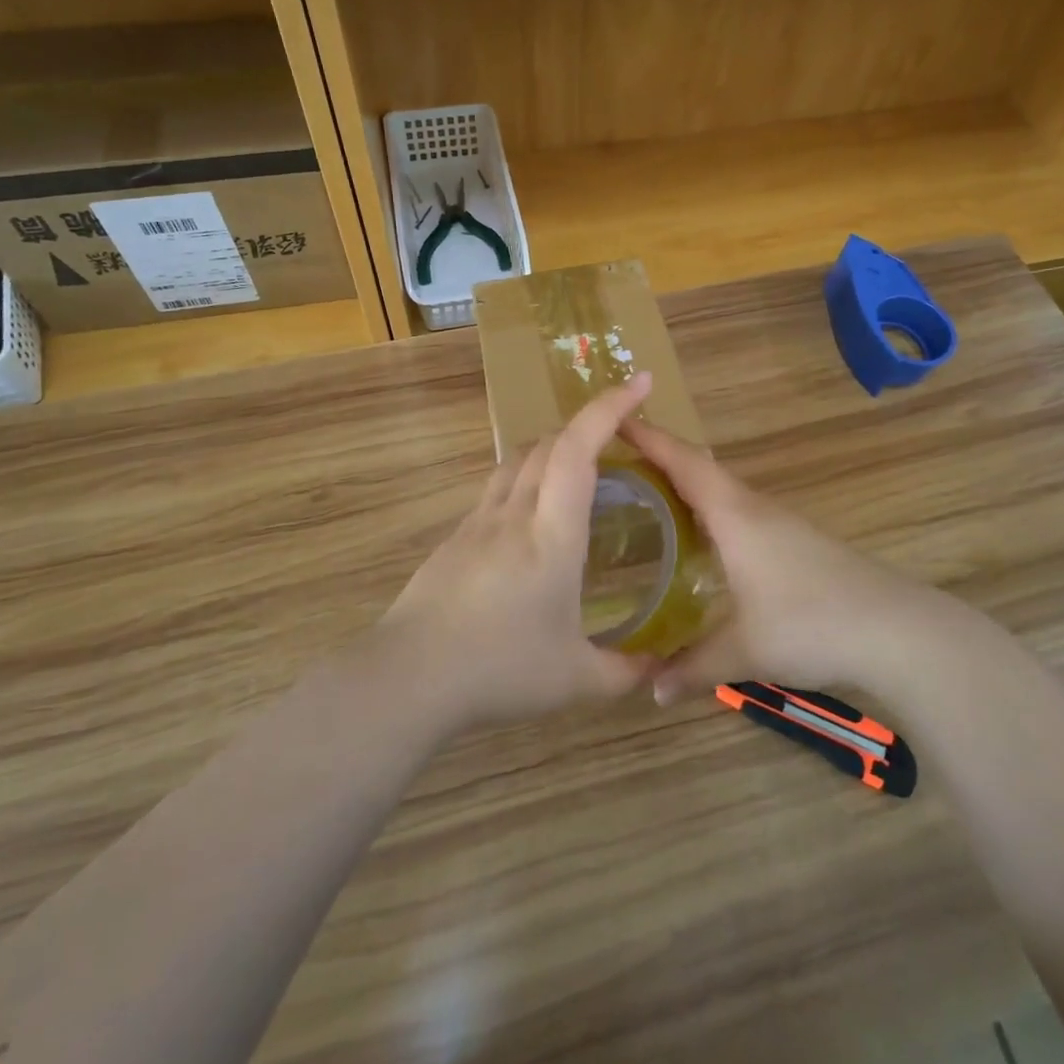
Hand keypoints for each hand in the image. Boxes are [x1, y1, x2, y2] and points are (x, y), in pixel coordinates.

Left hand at [379, 374, 659, 731]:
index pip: (579, 449)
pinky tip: (530, 523)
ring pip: (517, 460)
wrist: (407, 677)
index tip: (638, 382)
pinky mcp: (455, 539)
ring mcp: (477, 522)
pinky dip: (524, 482)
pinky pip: (496, 490)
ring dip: (551, 450)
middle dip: (587, 427)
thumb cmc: (499, 669)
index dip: (609, 408)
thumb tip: (655, 669)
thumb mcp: (574, 680)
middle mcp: (514, 513)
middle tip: (619, 441)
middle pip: (548, 444)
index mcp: (552, 534)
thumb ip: (622, 673)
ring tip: (577, 472)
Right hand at [624, 420, 943, 704]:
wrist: (897, 629)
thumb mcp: (744, 650)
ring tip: (649, 495)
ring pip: (722, 489)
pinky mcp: (796, 540)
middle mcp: (754, 508)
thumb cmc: (811, 625)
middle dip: (660, 457)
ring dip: (687, 483)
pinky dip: (710, 509)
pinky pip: (739, 510)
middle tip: (618, 462)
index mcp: (734, 515)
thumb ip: (693, 666)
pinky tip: (702, 537)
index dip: (650, 438)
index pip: (684, 462)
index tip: (615, 418)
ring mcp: (779, 522)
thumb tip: (650, 689)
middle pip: (701, 467)